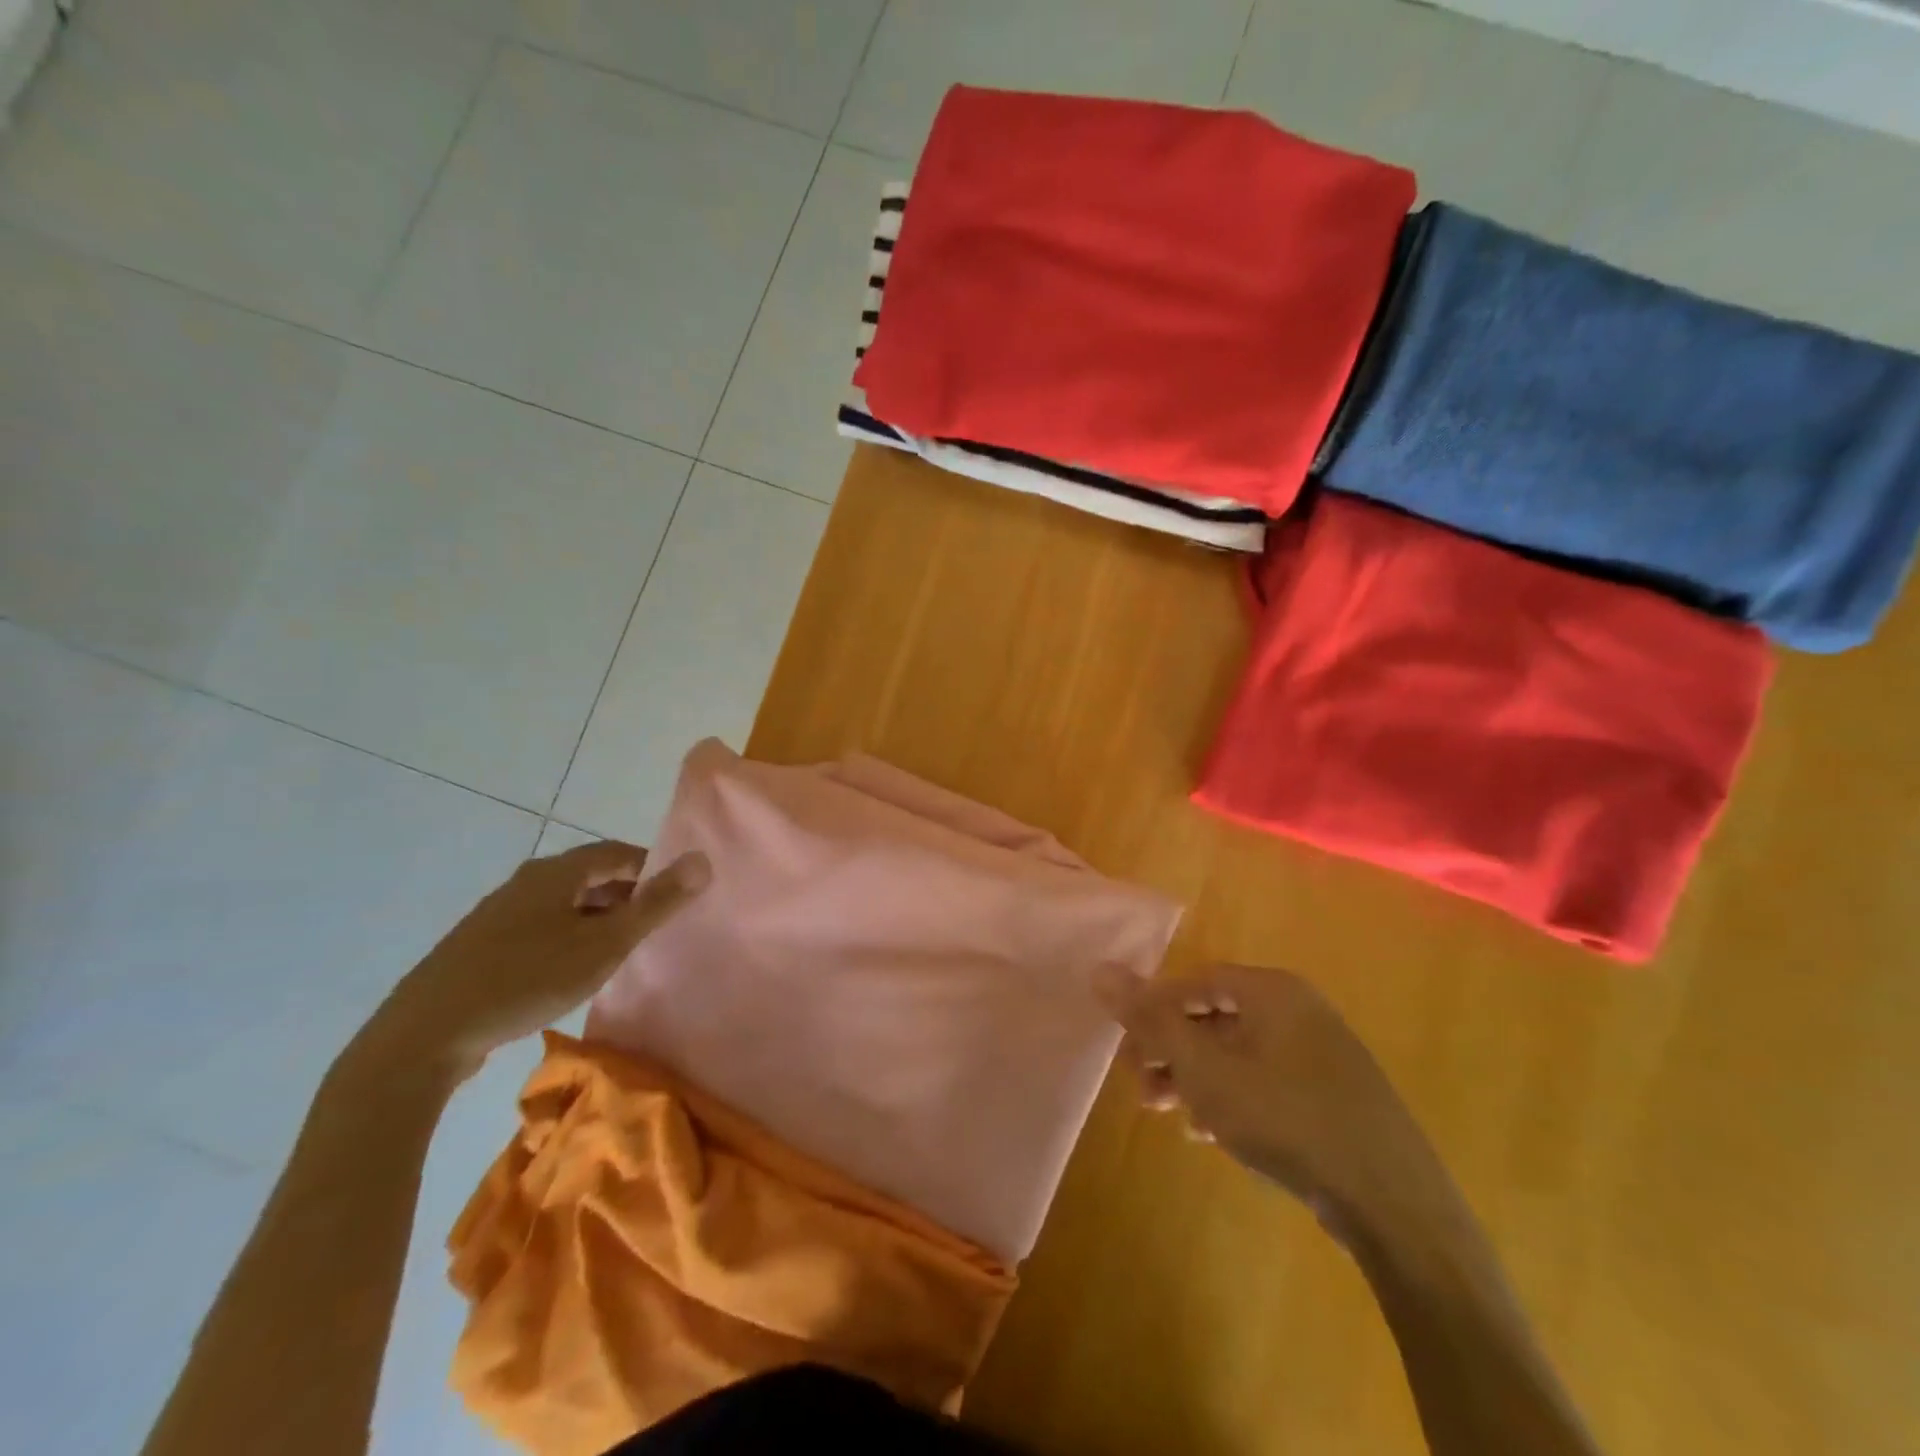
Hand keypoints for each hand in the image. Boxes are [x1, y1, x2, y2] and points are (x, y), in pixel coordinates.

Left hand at [364, 841, 709, 1078]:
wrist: (424, 1035)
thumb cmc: (527, 979)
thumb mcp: (604, 944)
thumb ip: (657, 903)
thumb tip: (703, 859)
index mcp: (556, 872)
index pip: (618, 852)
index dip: (652, 868)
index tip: (676, 897)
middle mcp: (527, 882)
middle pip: (591, 876)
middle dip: (627, 896)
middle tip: (654, 928)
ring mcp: (498, 913)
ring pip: (564, 904)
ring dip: (597, 920)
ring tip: (619, 952)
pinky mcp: (480, 946)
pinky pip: (540, 928)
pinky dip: (568, 938)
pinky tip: (570, 972)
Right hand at [1098, 962, 1439, 1237]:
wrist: (1392, 1204)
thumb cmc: (1285, 1118)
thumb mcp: (1204, 1068)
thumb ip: (1150, 1019)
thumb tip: (1102, 969)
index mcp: (1272, 991)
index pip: (1195, 982)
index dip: (1154, 1010)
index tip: (1127, 1048)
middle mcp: (1299, 1011)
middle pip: (1215, 1018)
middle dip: (1171, 1051)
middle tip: (1141, 1086)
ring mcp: (1322, 1055)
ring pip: (1239, 1054)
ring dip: (1196, 1079)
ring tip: (1170, 1114)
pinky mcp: (1334, 1096)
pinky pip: (1266, 1082)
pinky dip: (1232, 1099)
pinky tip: (1213, 1133)